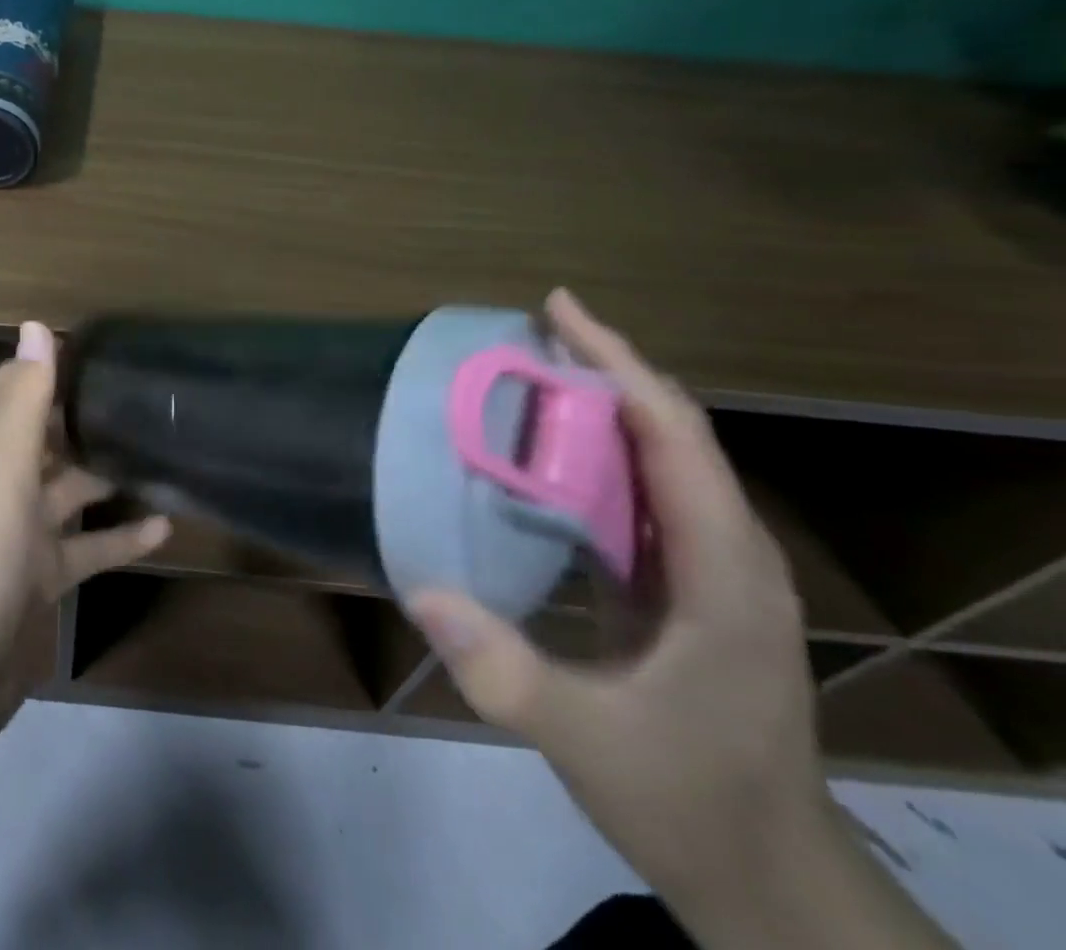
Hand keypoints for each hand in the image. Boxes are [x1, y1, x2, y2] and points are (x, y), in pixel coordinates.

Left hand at [0, 320, 172, 721]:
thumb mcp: (4, 467)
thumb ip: (27, 399)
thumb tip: (35, 326)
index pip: (3, 390)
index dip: (38, 368)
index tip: (89, 352)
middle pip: (39, 439)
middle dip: (79, 420)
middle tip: (135, 400)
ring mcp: (15, 532)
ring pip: (67, 492)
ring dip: (104, 478)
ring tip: (157, 457)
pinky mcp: (37, 576)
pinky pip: (84, 547)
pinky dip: (118, 537)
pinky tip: (163, 528)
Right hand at [407, 290, 949, 948]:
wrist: (766, 876)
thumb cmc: (690, 800)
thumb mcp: (590, 743)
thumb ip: (506, 671)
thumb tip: (421, 591)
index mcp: (725, 573)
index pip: (674, 437)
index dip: (618, 364)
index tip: (558, 310)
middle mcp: (731, 554)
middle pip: (672, 431)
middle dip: (604, 369)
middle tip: (527, 333)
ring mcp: (714, 570)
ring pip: (661, 459)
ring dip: (600, 407)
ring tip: (530, 375)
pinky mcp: (690, 587)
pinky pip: (645, 496)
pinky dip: (597, 455)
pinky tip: (547, 456)